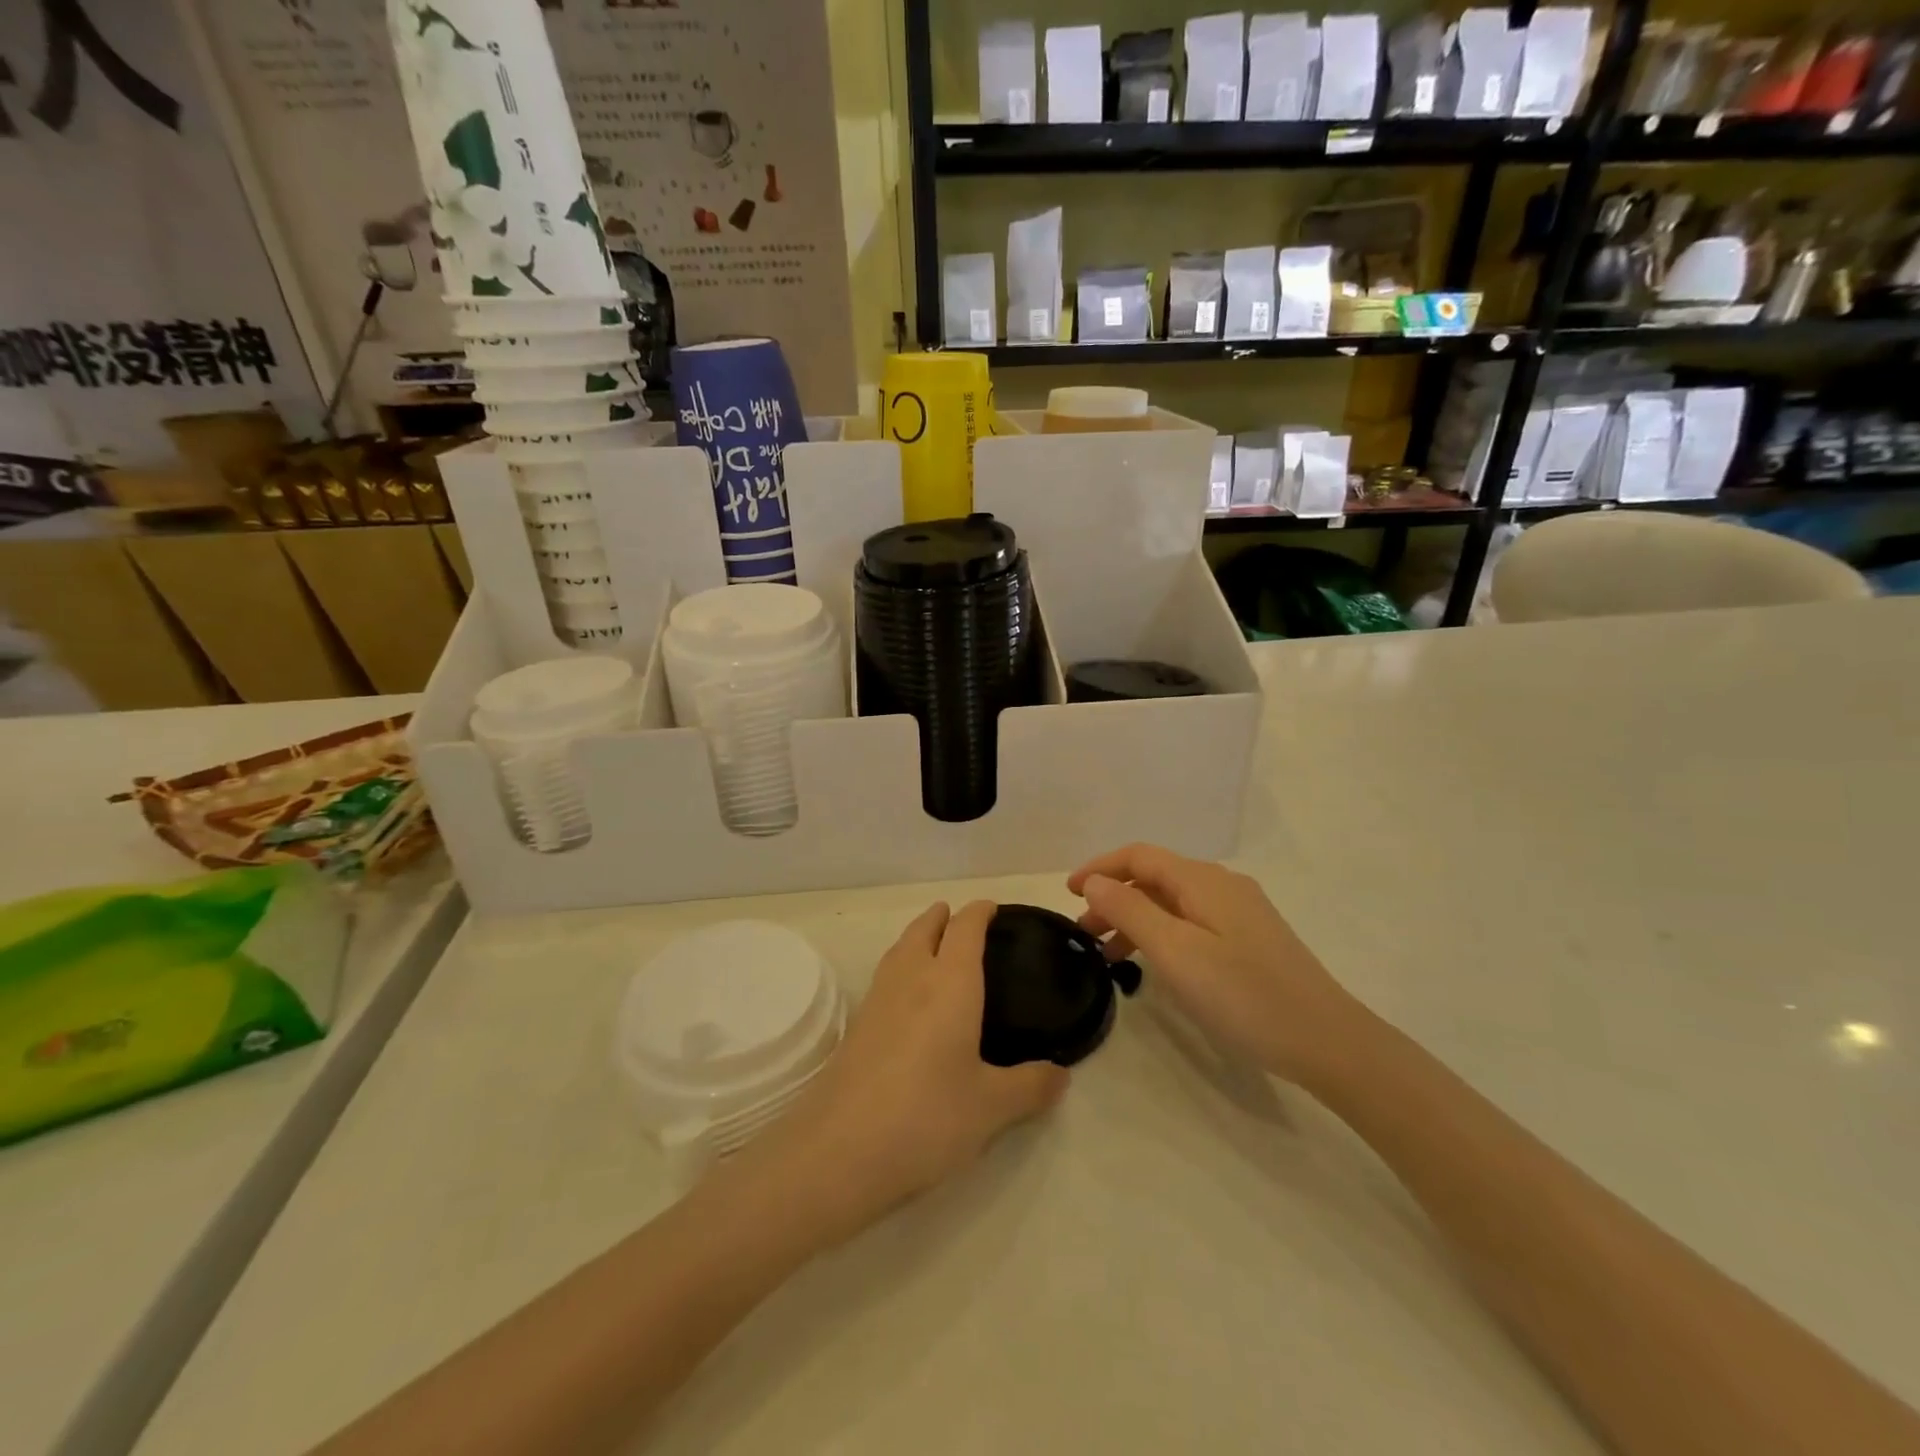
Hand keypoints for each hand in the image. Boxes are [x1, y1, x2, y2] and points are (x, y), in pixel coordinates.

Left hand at [769, 901, 1068, 1235]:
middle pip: (924, 927)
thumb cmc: (926, 1117)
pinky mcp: (856, 1026)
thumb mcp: (991, 1108)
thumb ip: (1031, 1086)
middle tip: (962, 920)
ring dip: (918, 936)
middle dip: (943, 916)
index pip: (965, 928)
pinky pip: (885, 976)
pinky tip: (908, 998)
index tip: (992, 908)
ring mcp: (877, 999)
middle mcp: (911, 978)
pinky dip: (901, 966)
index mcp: (950, 982)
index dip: (979, 912)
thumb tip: (1061, 1075)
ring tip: (934, 946)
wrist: (838, 1150)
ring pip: (899, 948)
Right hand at [1068, 844, 1362, 1084]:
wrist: (1327, 1040)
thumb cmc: (1243, 995)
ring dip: (1135, 919)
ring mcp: (1240, 912)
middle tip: (1083, 932)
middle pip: (1155, 877)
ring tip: (1108, 955)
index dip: (1100, 868)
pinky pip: (1192, 922)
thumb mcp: (1175, 952)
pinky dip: (1161, 933)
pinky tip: (1155, 964)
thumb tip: (1095, 882)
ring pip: (1172, 902)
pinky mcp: (1250, 938)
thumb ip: (1130, 912)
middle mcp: (1221, 885)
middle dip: (1114, 897)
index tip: (1067, 893)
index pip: (1139, 856)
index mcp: (1203, 880)